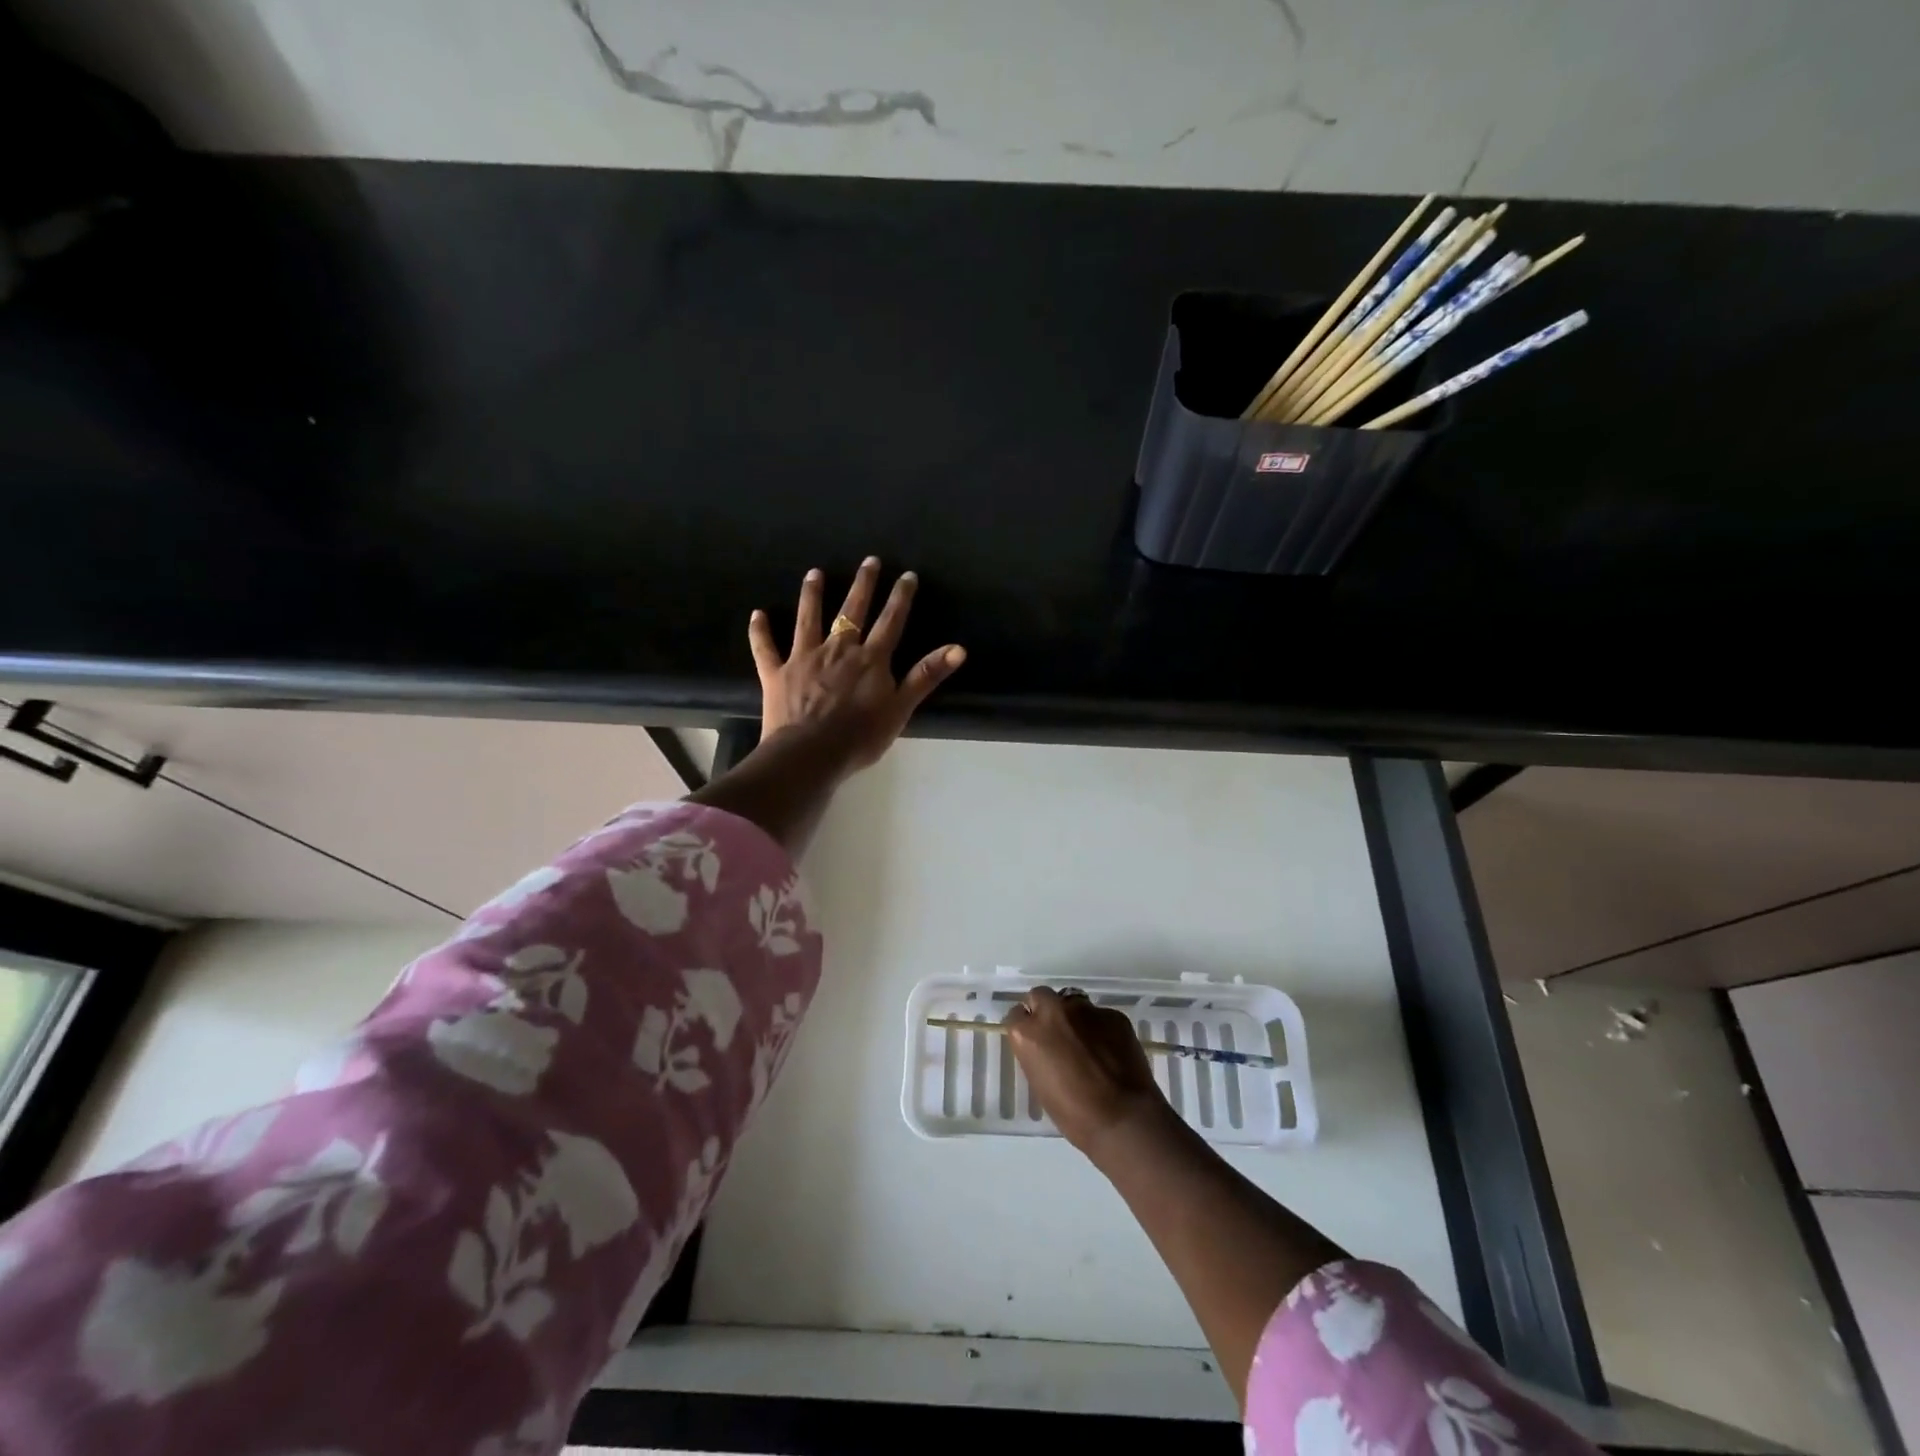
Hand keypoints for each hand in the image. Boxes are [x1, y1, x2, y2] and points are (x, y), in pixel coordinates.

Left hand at [748, 557, 964, 776]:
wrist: (810, 754)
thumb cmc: (860, 736)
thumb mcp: (901, 708)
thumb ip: (926, 676)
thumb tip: (959, 649)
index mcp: (870, 659)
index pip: (891, 621)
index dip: (900, 598)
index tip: (907, 575)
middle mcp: (838, 649)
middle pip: (852, 611)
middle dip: (862, 584)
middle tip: (868, 561)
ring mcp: (804, 658)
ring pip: (808, 618)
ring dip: (812, 594)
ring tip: (814, 573)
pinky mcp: (777, 672)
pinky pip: (766, 648)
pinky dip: (761, 631)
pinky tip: (757, 614)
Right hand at [1005, 987, 1171, 1159]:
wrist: (1124, 1119)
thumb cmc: (1074, 1114)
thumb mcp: (1040, 1085)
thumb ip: (1037, 1054)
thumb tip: (1045, 1048)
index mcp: (1028, 1033)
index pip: (1016, 1015)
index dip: (1026, 1027)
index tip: (1034, 1041)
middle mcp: (1053, 1012)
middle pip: (1041, 996)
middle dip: (1046, 1010)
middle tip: (1057, 1034)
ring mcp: (1085, 1010)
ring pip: (1073, 1002)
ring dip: (1075, 1018)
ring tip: (1088, 1043)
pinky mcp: (1113, 1014)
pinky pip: (1101, 1016)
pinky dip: (1101, 1029)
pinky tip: (1111, 1051)